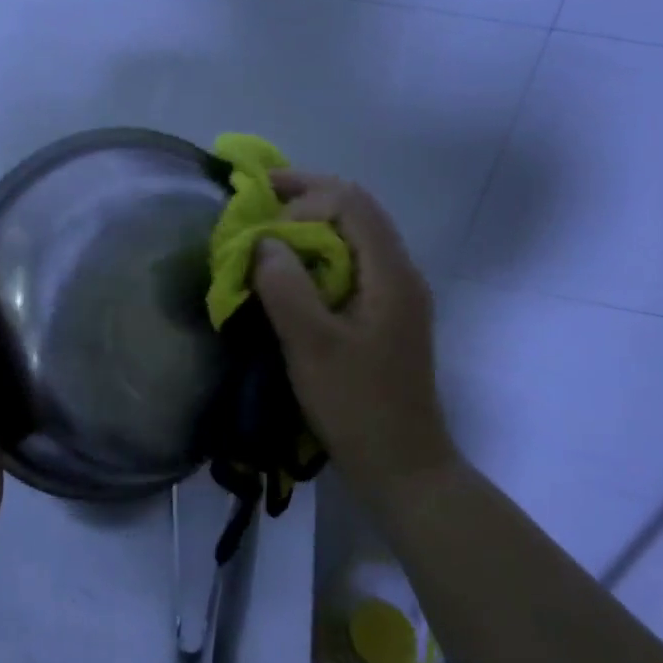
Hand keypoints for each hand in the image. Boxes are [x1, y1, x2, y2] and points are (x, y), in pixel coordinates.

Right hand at [253, 172, 458, 504]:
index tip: (262, 226)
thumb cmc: (357, 406)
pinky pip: (352, 262)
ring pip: (355, 234)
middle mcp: (400, 272)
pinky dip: (319, 252)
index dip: (303, 200)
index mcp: (391, 272)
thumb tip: (263, 241)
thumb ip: (285, 287)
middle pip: (356, 209)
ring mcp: (396, 293)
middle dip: (307, 196)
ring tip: (269, 228)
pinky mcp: (385, 314)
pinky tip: (292, 270)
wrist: (402, 467)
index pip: (349, 202)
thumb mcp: (312, 346)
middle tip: (260, 198)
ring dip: (312, 222)